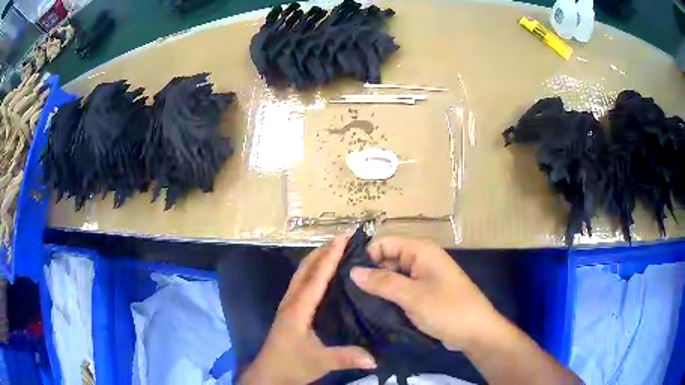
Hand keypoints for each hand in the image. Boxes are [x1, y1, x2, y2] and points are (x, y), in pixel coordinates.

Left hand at [239, 236, 376, 384]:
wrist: (268, 374)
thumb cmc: (291, 365)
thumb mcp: (320, 362)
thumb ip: (346, 357)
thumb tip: (376, 358)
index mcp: (298, 310)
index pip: (315, 279)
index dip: (329, 258)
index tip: (342, 239)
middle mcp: (291, 302)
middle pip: (305, 270)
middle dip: (322, 252)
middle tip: (341, 239)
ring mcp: (288, 306)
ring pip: (301, 275)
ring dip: (315, 260)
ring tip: (333, 249)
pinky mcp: (289, 312)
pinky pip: (301, 284)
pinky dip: (312, 272)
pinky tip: (322, 275)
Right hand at [350, 237, 497, 350]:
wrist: (475, 332)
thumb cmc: (447, 309)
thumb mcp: (412, 296)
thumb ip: (382, 282)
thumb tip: (352, 271)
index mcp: (420, 251)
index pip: (384, 243)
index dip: (366, 256)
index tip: (347, 276)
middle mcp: (421, 259)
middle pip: (387, 259)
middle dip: (370, 273)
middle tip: (348, 292)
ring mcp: (423, 278)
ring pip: (392, 276)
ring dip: (378, 287)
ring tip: (355, 302)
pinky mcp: (423, 294)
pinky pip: (401, 290)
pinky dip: (388, 297)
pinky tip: (372, 308)